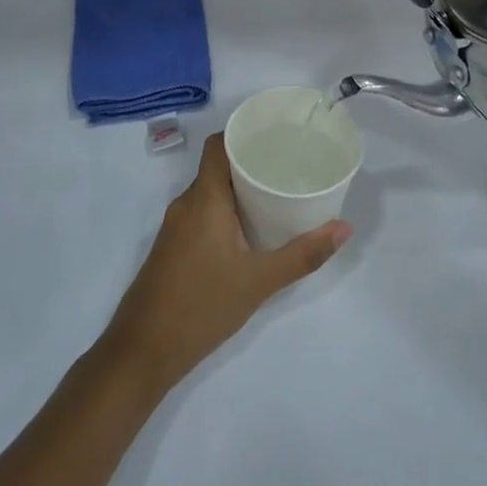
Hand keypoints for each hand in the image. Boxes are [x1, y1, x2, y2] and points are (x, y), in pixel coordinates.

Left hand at [102, 134, 349, 394]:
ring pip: (210, 193)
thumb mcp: (259, 282)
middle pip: (217, 167)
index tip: (274, 134)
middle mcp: (185, 205)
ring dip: (238, 189)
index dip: (242, 133)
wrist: (141, 352)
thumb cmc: (201, 307)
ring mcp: (175, 227)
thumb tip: (344, 228)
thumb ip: (302, 255)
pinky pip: (202, 213)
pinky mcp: (172, 248)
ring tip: (276, 193)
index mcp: (204, 200)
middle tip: (288, 165)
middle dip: (250, 162)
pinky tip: (249, 229)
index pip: (217, 145)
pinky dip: (226, 210)